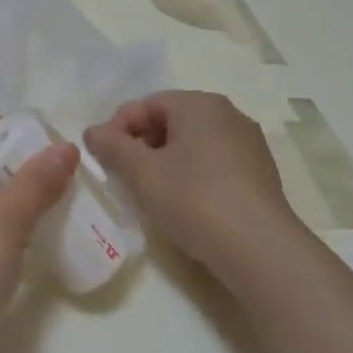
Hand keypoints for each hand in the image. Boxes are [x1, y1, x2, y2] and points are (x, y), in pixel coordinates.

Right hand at [84, 90, 303, 282]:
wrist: (258, 247)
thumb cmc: (193, 199)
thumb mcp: (142, 172)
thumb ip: (112, 147)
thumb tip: (93, 132)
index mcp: (200, 104)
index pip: (146, 104)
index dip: (116, 127)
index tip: (100, 157)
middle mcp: (229, 115)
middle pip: (171, 121)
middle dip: (140, 144)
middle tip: (120, 174)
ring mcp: (248, 144)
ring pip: (192, 143)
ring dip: (163, 161)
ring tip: (147, 191)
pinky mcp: (259, 173)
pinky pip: (213, 163)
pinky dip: (189, 175)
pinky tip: (180, 203)